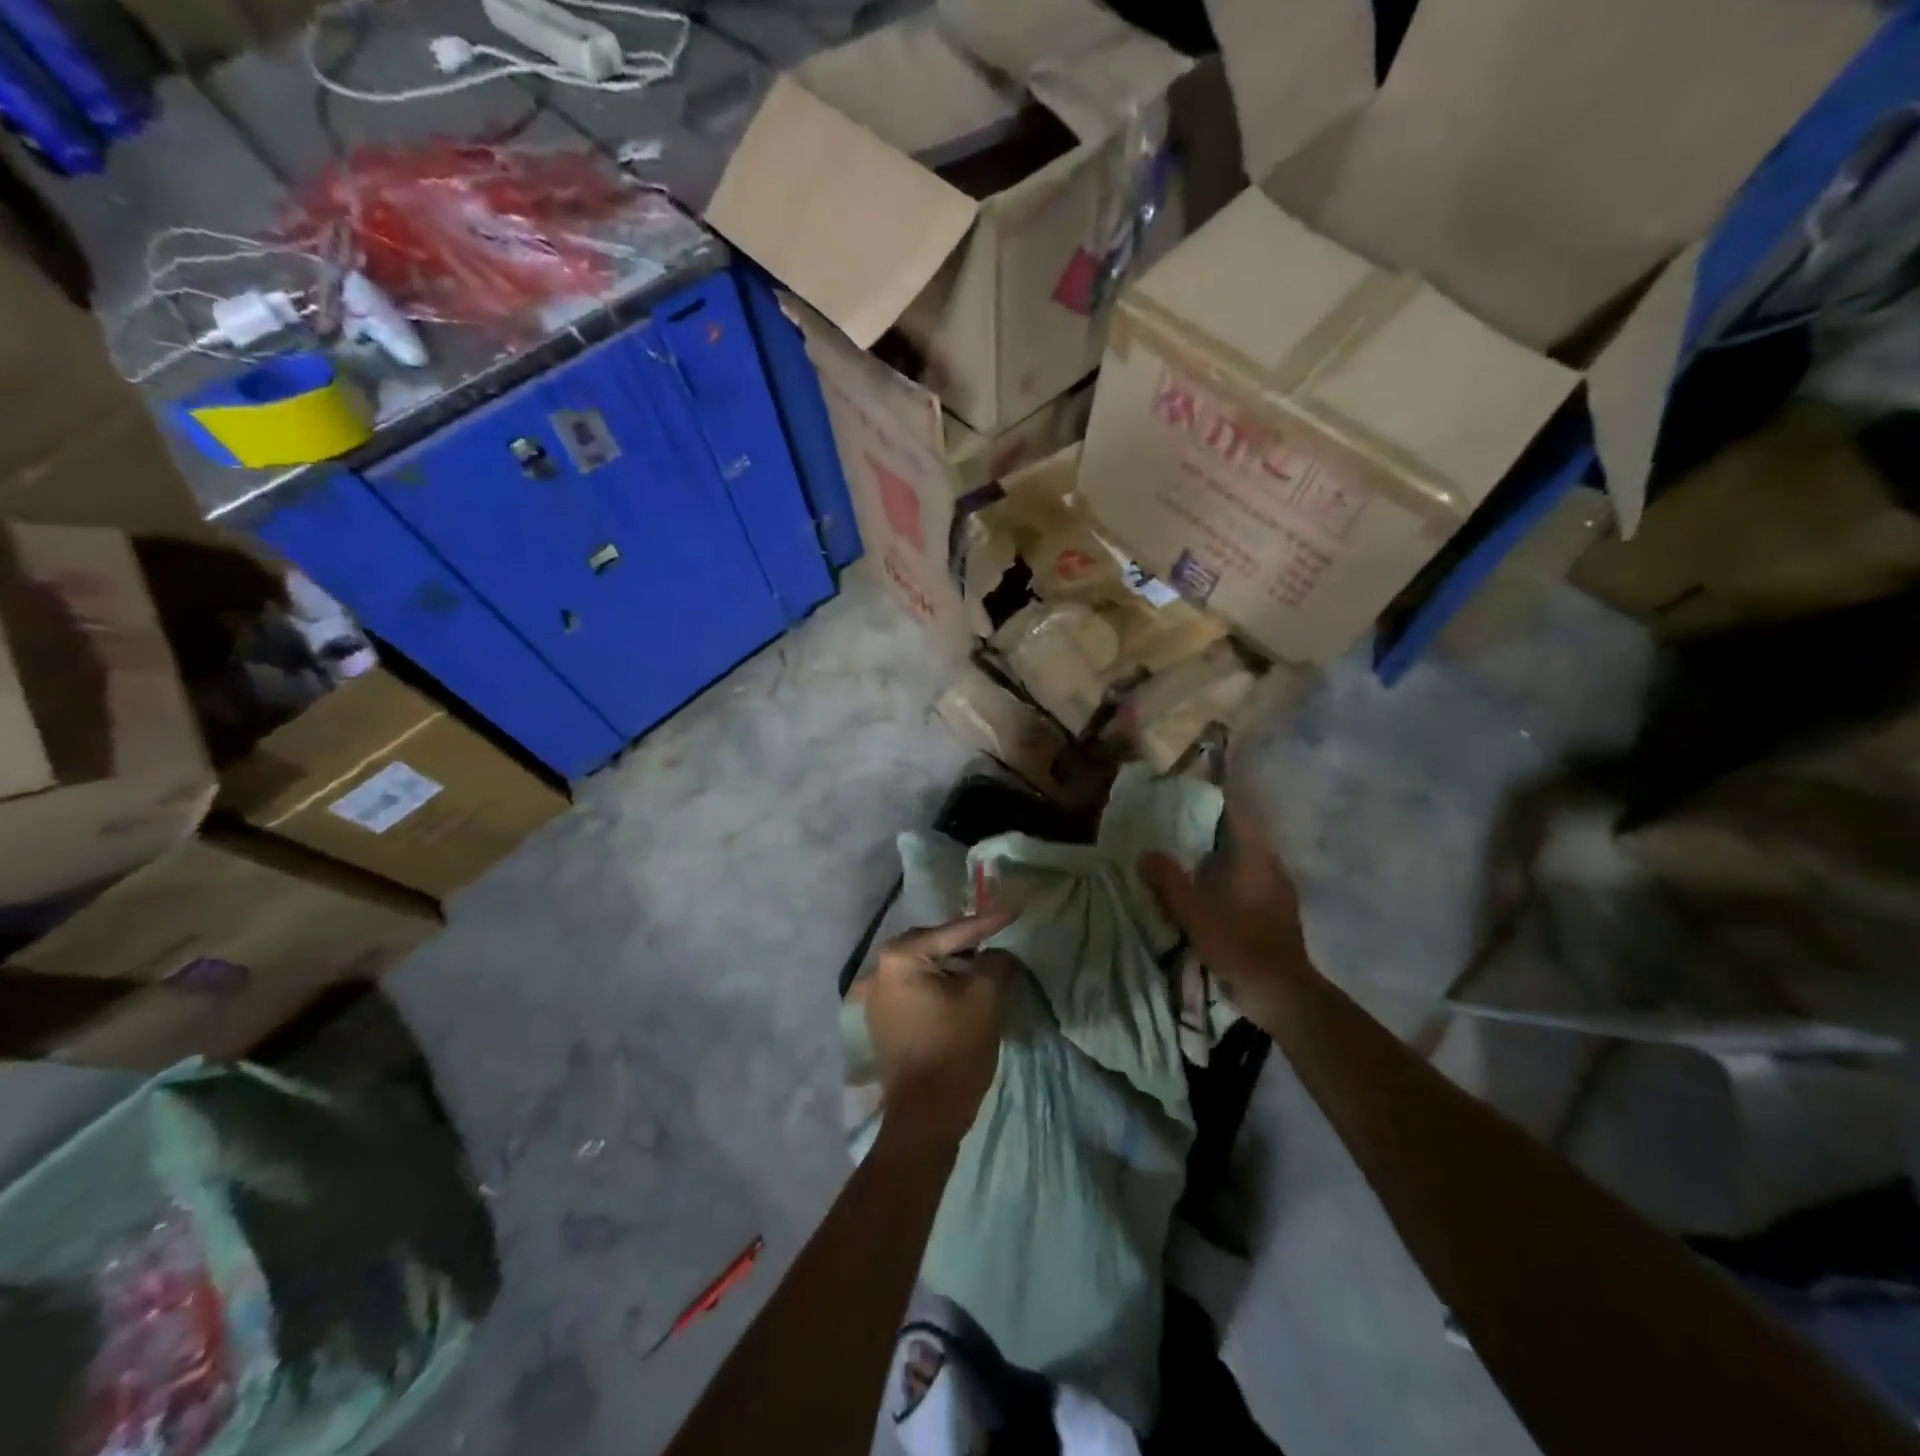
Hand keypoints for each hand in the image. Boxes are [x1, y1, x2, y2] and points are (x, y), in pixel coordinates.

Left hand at [864, 910, 1016, 1145]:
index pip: (953, 933)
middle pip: (932, 944)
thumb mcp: (985, 999)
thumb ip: (995, 964)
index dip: (988, 921)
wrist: (925, 1117)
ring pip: (923, 965)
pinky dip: (938, 982)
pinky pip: (915, 986)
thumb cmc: (955, 1050)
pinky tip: (960, 986)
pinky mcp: (882, 1018)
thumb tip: (997, 954)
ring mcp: (875, 996)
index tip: (1013, 909)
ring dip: (952, 962)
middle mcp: (879, 970)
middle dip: (965, 940)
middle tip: (996, 934)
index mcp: (900, 958)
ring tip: (983, 961)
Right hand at [1139, 797, 1312, 1010]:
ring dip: (1224, 857)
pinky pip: (1253, 882)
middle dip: (1215, 830)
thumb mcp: (1193, 912)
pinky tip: (1214, 893)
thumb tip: (1146, 853)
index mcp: (1254, 858)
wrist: (1282, 992)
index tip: (1191, 795)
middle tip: (1181, 828)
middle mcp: (1271, 866)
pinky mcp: (1280, 913)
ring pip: (1249, 861)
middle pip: (1243, 836)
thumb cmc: (1238, 944)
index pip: (1238, 814)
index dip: (1217, 800)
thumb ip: (1168, 881)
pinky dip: (1233, 879)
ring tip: (1192, 860)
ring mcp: (1280, 891)